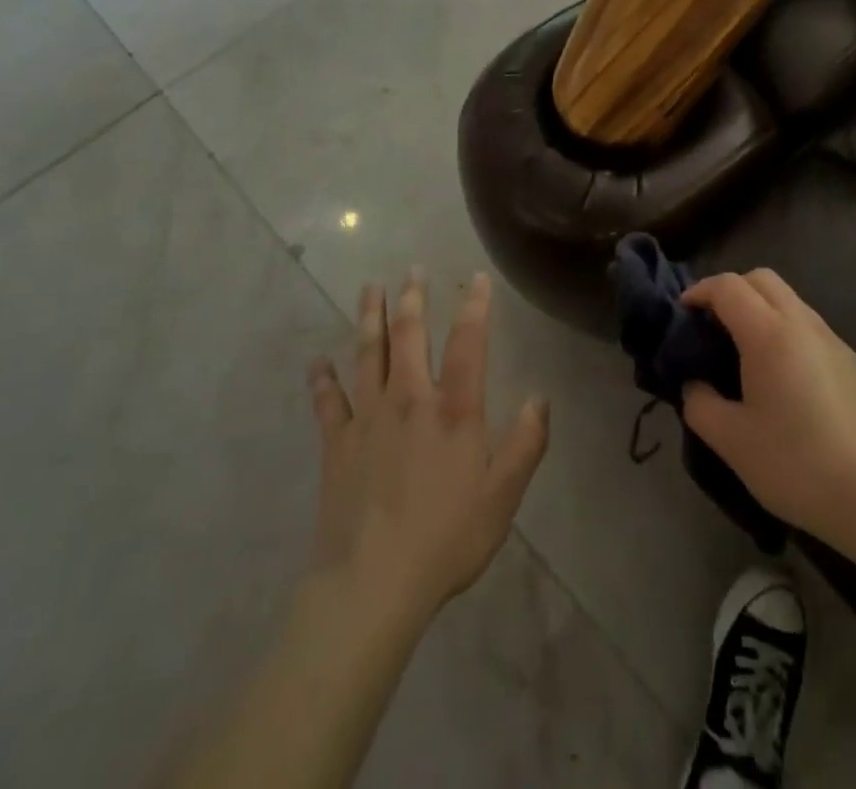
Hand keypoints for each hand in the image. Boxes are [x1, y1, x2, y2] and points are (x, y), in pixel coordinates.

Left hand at [305, 269, 548, 630]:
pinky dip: (321, 379)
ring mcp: (368, 418)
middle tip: (411, 270)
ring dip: (370, 318)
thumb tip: (540, 397)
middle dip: (413, 298)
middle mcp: (410, 399)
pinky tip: (316, 362)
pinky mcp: (337, 443)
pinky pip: (327, 402)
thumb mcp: (503, 495)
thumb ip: (526, 442)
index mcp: (454, 409)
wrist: (372, 584)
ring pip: (368, 354)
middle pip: (410, 335)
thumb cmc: (446, 538)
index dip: (475, 306)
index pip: (468, 343)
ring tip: (370, 289)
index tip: (476, 278)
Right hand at [682, 269, 855, 551]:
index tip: (682, 315)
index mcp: (769, 334)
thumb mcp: (731, 440)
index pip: (728, 286)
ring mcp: (832, 340)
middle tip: (711, 326)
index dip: (699, 292)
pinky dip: (784, 329)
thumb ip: (699, 403)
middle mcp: (803, 324)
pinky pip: (808, 325)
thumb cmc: (795, 464)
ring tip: (742, 350)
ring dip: (759, 308)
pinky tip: (779, 374)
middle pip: (761, 279)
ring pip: (789, 299)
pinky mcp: (851, 362)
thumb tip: (694, 385)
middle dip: (730, 291)